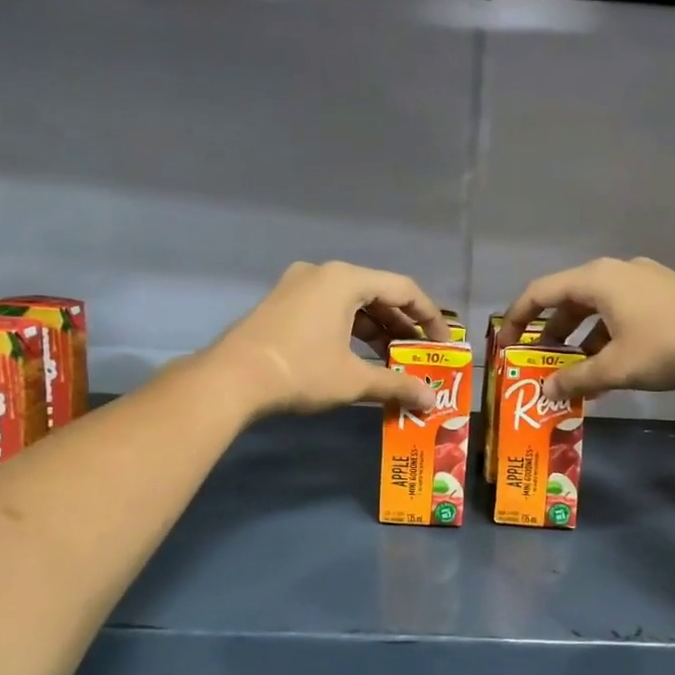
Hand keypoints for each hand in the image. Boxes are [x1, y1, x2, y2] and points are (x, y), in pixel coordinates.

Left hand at [211, 261, 447, 417]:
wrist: (230, 380)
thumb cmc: (300, 371)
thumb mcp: (354, 380)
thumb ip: (397, 384)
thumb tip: (431, 401)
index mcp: (345, 279)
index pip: (403, 290)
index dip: (430, 318)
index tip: (444, 344)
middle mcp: (323, 274)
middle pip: (378, 295)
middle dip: (403, 328)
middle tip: (421, 357)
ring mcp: (298, 286)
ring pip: (352, 305)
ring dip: (377, 332)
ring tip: (394, 363)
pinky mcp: (283, 304)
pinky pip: (330, 311)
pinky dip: (351, 332)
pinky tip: (360, 359)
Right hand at [498, 257, 674, 400]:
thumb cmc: (665, 347)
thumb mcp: (615, 368)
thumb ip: (576, 379)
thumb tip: (545, 392)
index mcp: (597, 279)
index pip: (541, 291)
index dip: (518, 318)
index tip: (506, 345)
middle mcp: (617, 270)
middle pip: (569, 297)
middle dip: (551, 331)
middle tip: (539, 360)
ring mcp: (644, 279)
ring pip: (598, 306)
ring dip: (580, 336)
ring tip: (576, 370)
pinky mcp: (666, 292)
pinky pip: (622, 310)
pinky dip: (606, 334)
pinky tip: (611, 365)